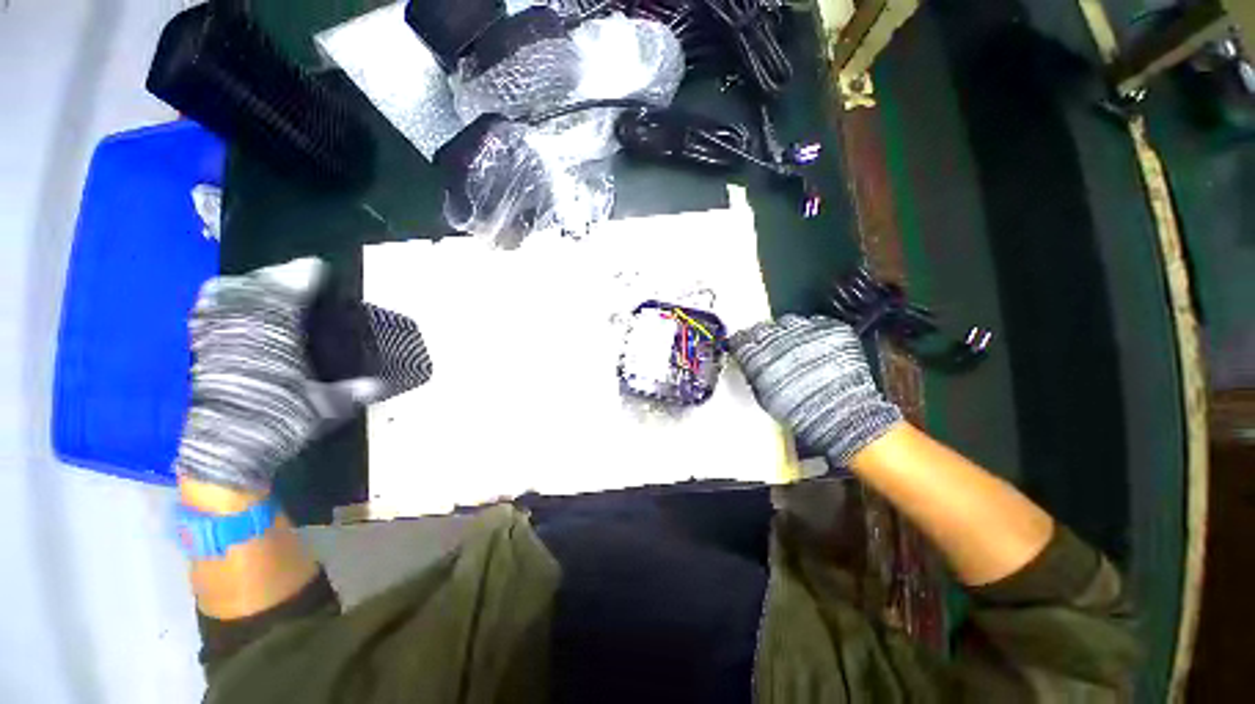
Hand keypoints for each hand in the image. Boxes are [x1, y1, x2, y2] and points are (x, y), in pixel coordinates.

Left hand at [175, 258, 382, 492]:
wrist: (226, 442)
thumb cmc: (275, 419)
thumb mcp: (318, 409)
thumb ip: (349, 393)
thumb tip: (380, 386)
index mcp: (284, 309)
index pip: (307, 271)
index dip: (318, 279)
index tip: (323, 293)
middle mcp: (254, 298)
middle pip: (275, 272)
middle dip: (286, 284)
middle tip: (295, 307)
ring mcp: (225, 309)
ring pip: (246, 280)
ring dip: (257, 289)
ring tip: (264, 310)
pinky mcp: (203, 324)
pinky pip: (215, 295)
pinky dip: (224, 298)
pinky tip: (232, 313)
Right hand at [730, 315, 902, 464]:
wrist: (844, 418)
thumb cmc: (805, 418)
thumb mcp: (770, 400)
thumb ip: (756, 375)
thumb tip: (751, 364)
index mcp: (763, 358)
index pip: (744, 340)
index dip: (745, 344)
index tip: (746, 347)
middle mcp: (784, 338)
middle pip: (768, 328)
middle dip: (769, 338)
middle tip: (774, 351)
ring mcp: (811, 330)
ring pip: (794, 323)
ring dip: (793, 334)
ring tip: (800, 351)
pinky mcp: (835, 329)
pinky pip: (821, 325)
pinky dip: (819, 334)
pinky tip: (821, 350)